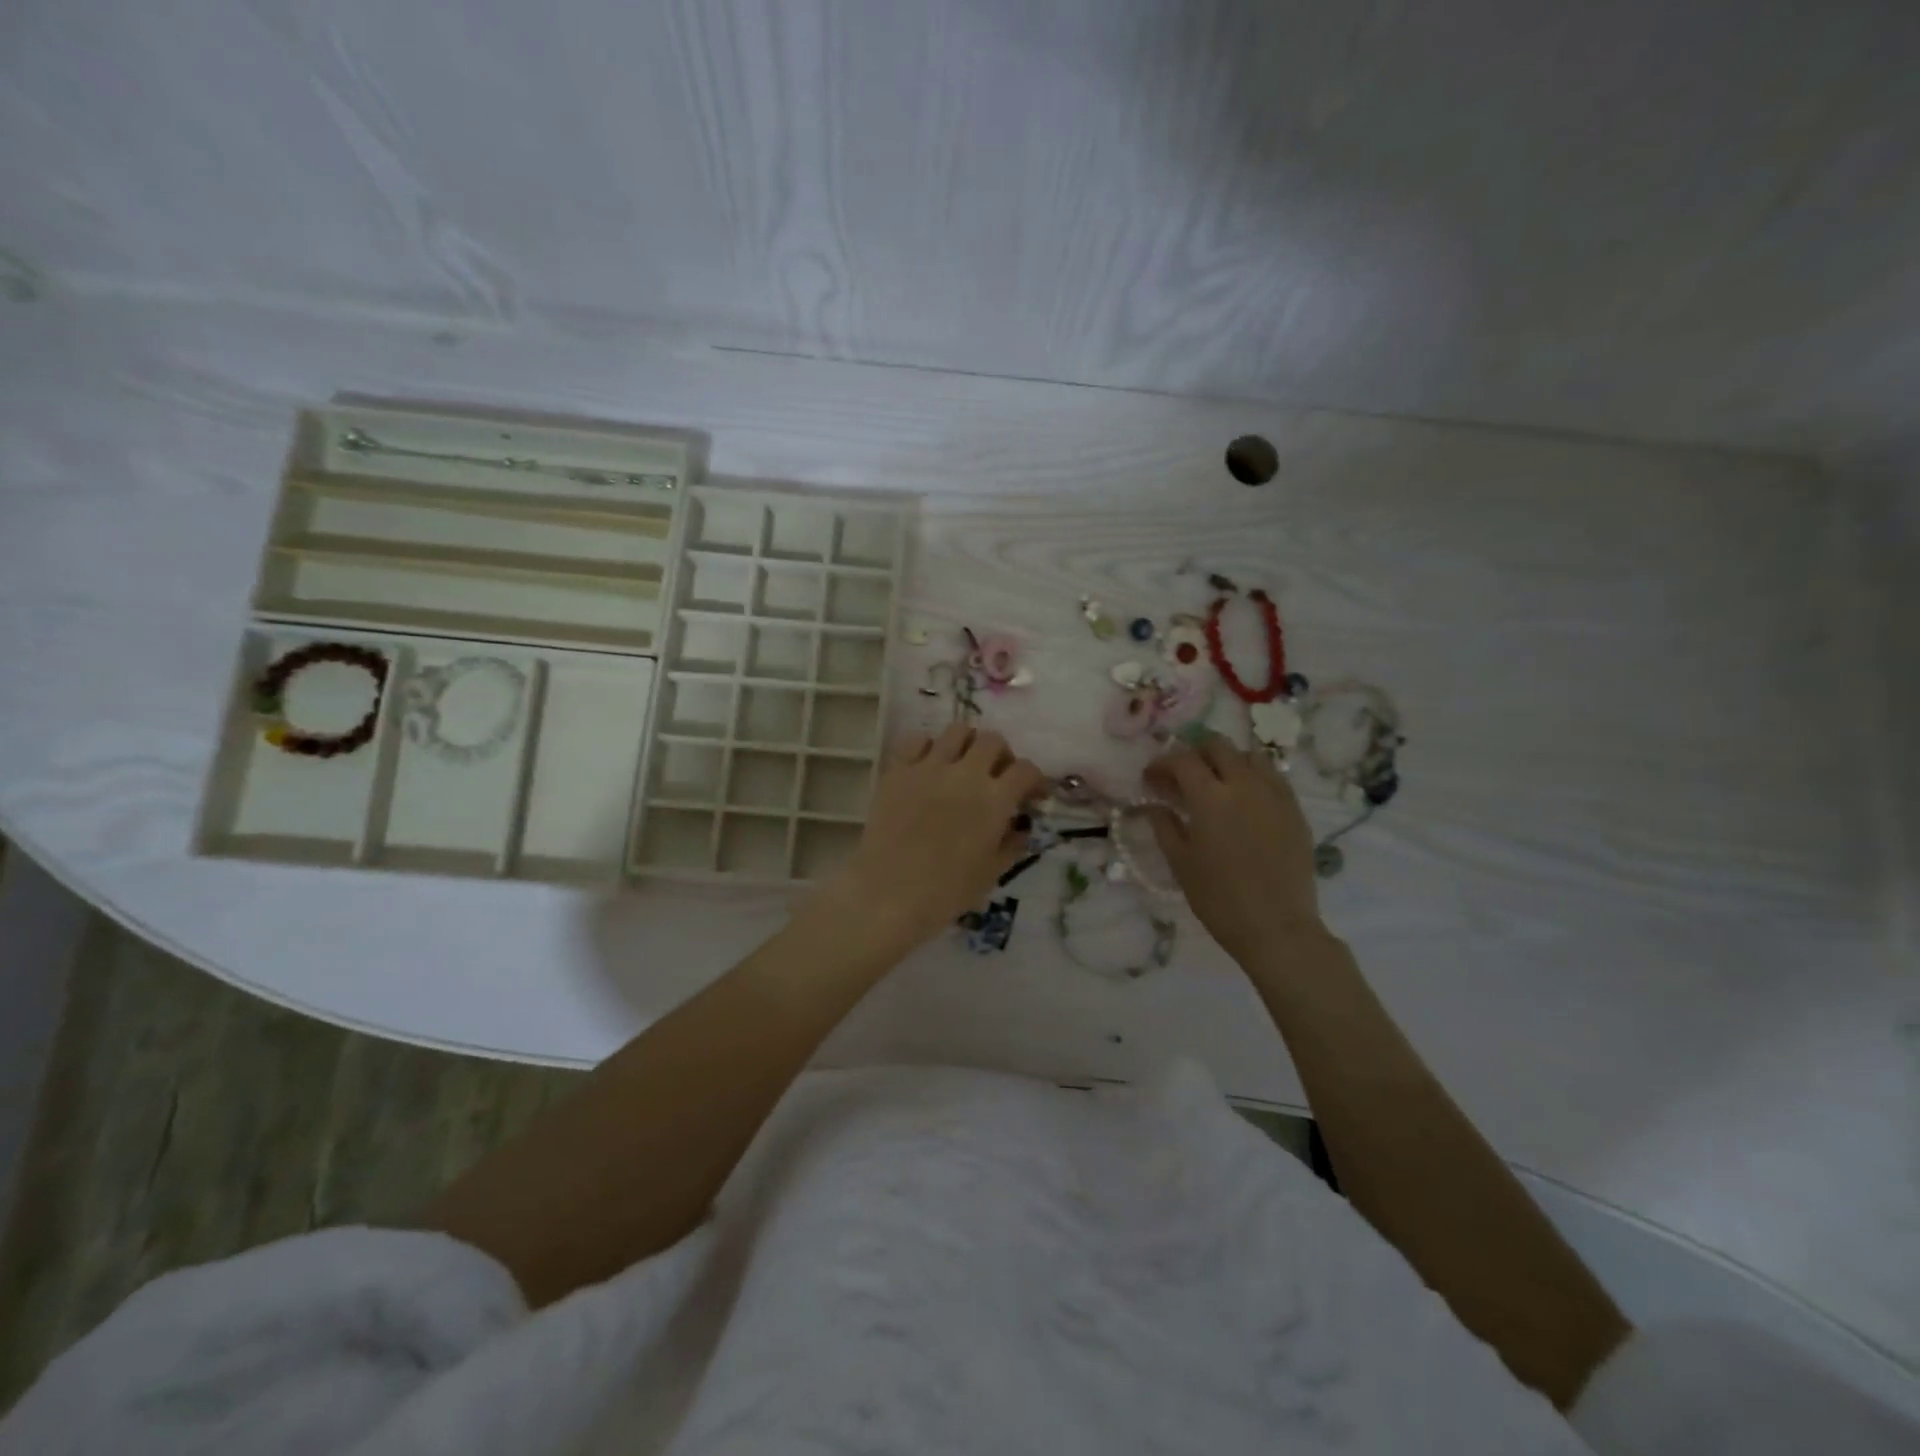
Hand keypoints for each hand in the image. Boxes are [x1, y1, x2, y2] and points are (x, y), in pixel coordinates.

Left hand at [812, 723, 1046, 951]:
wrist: (888, 894)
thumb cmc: (946, 892)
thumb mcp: (991, 873)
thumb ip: (1011, 846)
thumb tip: (1021, 829)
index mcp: (995, 800)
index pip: (1026, 770)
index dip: (1034, 780)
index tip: (1032, 795)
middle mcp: (966, 773)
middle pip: (993, 740)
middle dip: (1001, 755)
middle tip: (996, 775)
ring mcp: (929, 767)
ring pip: (957, 731)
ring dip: (967, 743)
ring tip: (963, 763)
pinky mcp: (898, 770)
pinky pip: (917, 740)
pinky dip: (928, 747)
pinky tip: (928, 766)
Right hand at [1144, 735, 1323, 963]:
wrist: (1277, 927)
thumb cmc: (1219, 897)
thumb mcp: (1181, 862)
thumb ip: (1164, 825)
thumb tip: (1152, 805)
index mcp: (1210, 796)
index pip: (1181, 760)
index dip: (1162, 764)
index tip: (1151, 778)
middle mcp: (1244, 784)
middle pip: (1218, 746)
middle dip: (1194, 753)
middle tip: (1182, 775)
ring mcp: (1274, 794)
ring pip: (1249, 755)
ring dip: (1227, 760)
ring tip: (1216, 783)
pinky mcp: (1295, 809)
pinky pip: (1272, 777)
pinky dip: (1253, 776)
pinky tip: (1245, 799)